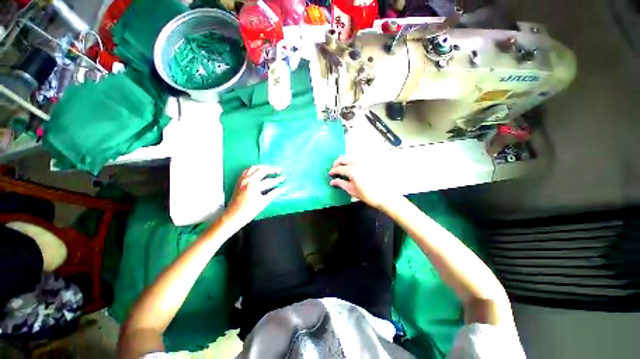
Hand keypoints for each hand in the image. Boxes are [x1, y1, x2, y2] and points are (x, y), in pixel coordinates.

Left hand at [226, 165, 285, 225]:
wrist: (233, 216)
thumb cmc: (249, 211)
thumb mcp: (263, 202)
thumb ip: (274, 194)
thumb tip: (283, 189)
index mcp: (255, 185)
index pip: (270, 180)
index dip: (278, 179)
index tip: (284, 178)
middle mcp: (248, 180)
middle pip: (262, 170)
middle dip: (272, 170)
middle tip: (279, 171)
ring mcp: (242, 179)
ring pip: (254, 167)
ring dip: (263, 167)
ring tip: (269, 169)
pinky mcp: (239, 181)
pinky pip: (246, 170)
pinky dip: (253, 169)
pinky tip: (257, 171)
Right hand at [328, 156, 396, 208]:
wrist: (386, 196)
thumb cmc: (368, 195)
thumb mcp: (352, 190)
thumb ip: (341, 184)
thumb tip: (332, 181)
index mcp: (353, 170)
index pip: (339, 168)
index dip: (333, 171)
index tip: (330, 174)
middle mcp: (358, 163)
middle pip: (344, 158)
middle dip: (337, 163)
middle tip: (335, 170)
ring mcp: (365, 162)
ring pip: (351, 157)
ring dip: (345, 162)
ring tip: (343, 169)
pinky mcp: (370, 163)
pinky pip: (359, 159)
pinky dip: (353, 162)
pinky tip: (353, 169)